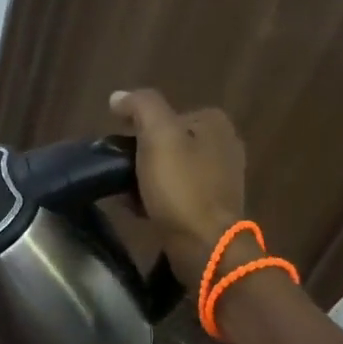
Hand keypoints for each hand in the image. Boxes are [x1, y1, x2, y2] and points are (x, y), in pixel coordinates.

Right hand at [109, 88, 249, 278]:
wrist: (205, 246)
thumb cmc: (181, 188)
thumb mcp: (158, 136)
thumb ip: (140, 107)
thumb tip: (118, 97)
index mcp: (214, 123)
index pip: (164, 115)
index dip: (137, 130)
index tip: (118, 150)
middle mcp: (223, 145)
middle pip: (166, 143)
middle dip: (140, 158)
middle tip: (119, 174)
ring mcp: (220, 179)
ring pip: (169, 170)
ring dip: (145, 181)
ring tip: (125, 195)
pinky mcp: (212, 208)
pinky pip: (175, 195)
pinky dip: (156, 200)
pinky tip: (140, 211)